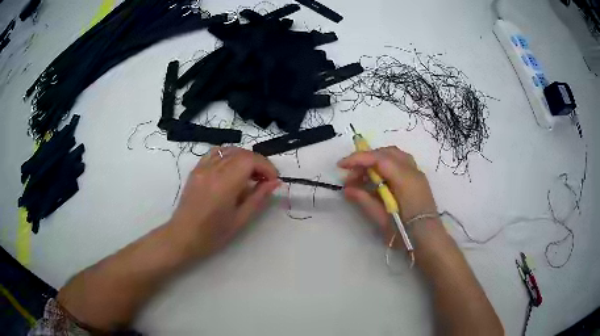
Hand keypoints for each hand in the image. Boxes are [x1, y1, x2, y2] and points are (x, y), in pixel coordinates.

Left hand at [169, 148, 279, 258]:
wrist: (183, 236)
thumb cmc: (213, 234)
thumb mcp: (240, 219)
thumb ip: (258, 198)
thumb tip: (275, 183)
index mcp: (224, 184)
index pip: (250, 160)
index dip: (266, 166)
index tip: (273, 180)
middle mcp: (213, 170)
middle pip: (241, 153)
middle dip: (258, 163)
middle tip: (264, 180)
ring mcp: (202, 167)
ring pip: (229, 150)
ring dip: (244, 158)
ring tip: (250, 174)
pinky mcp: (196, 169)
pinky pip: (215, 153)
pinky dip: (228, 156)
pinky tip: (232, 168)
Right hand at [338, 146, 437, 244]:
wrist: (428, 239)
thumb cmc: (405, 232)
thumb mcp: (382, 219)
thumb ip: (364, 200)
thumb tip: (347, 189)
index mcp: (405, 180)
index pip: (379, 159)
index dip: (358, 159)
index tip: (341, 166)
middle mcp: (413, 171)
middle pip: (386, 153)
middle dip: (366, 159)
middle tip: (351, 175)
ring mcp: (417, 173)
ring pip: (394, 155)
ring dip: (376, 160)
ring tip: (363, 176)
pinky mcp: (417, 179)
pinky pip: (400, 162)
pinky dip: (385, 164)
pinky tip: (378, 178)